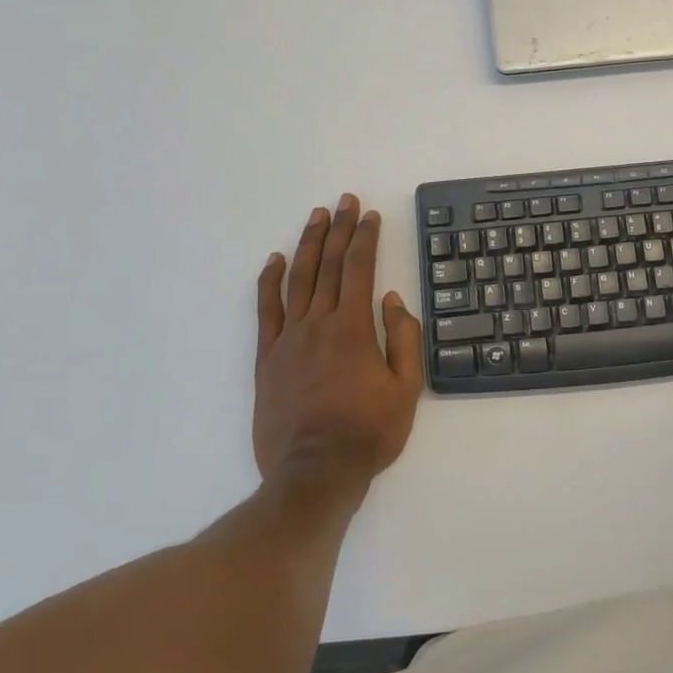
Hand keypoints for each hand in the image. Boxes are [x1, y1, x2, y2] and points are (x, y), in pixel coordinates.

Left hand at [253, 194, 423, 498]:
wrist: (315, 472)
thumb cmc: (369, 432)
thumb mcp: (407, 388)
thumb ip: (404, 339)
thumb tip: (394, 300)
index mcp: (353, 328)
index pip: (360, 269)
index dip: (365, 238)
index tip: (369, 214)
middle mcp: (318, 324)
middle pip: (328, 265)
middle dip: (338, 229)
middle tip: (343, 201)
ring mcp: (288, 339)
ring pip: (297, 280)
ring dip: (307, 245)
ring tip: (315, 217)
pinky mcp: (267, 358)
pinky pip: (265, 310)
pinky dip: (268, 282)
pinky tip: (273, 260)